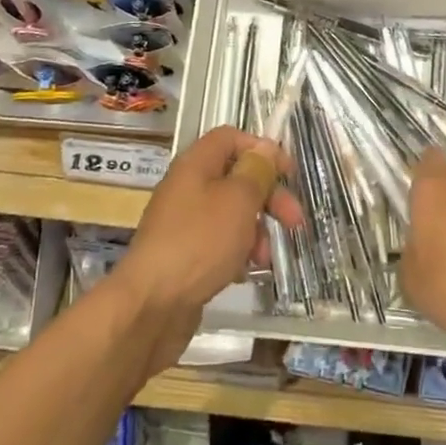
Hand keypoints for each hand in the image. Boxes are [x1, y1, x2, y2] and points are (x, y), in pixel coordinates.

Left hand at [112, 127, 303, 369]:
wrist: (151, 306)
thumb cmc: (199, 242)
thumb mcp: (237, 201)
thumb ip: (256, 171)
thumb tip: (265, 147)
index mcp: (196, 164)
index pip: (231, 138)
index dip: (262, 149)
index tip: (288, 173)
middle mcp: (188, 187)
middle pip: (236, 177)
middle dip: (268, 196)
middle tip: (294, 221)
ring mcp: (184, 223)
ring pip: (230, 213)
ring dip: (256, 229)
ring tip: (265, 257)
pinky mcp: (184, 255)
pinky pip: (218, 242)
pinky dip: (237, 252)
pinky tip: (246, 272)